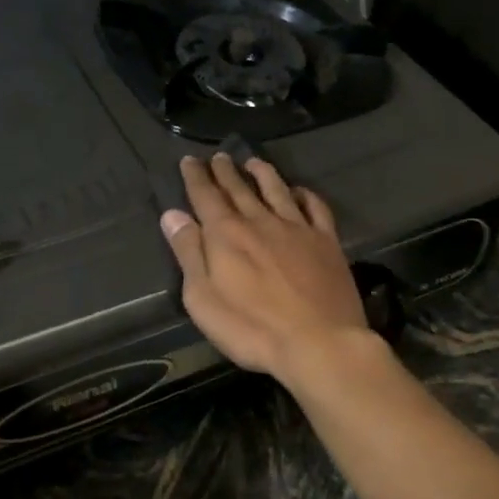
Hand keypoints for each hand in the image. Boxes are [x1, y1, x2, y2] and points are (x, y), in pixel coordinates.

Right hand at [160, 153, 371, 382]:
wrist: (319, 342)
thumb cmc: (251, 328)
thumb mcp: (203, 298)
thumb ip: (188, 253)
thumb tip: (172, 215)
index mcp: (226, 234)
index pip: (206, 196)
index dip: (195, 176)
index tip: (189, 160)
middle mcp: (260, 221)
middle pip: (239, 189)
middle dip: (225, 171)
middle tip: (218, 156)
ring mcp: (297, 229)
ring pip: (276, 190)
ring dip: (262, 173)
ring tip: (254, 162)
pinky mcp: (326, 241)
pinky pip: (315, 208)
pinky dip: (305, 194)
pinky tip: (300, 191)